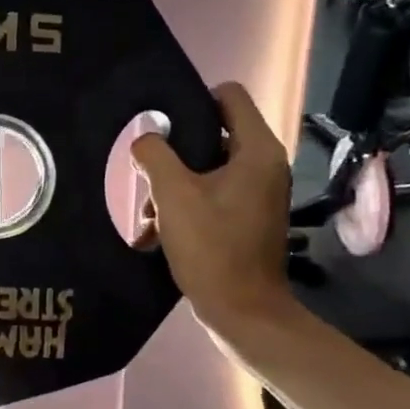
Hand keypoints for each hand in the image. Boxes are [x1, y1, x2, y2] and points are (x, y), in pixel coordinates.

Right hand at [131, 82, 292, 329]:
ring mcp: (258, 195)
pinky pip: (212, 197)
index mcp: (256, 151)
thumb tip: (145, 138)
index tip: (162, 125)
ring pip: (207, 170)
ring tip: (148, 217)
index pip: (228, 96)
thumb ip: (154, 156)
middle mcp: (264, 166)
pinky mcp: (247, 220)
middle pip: (213, 135)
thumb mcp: (173, 196)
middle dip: (174, 155)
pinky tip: (156, 235)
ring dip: (173, 188)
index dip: (192, 101)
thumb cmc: (211, 247)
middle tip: (148, 179)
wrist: (242, 312)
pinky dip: (185, 208)